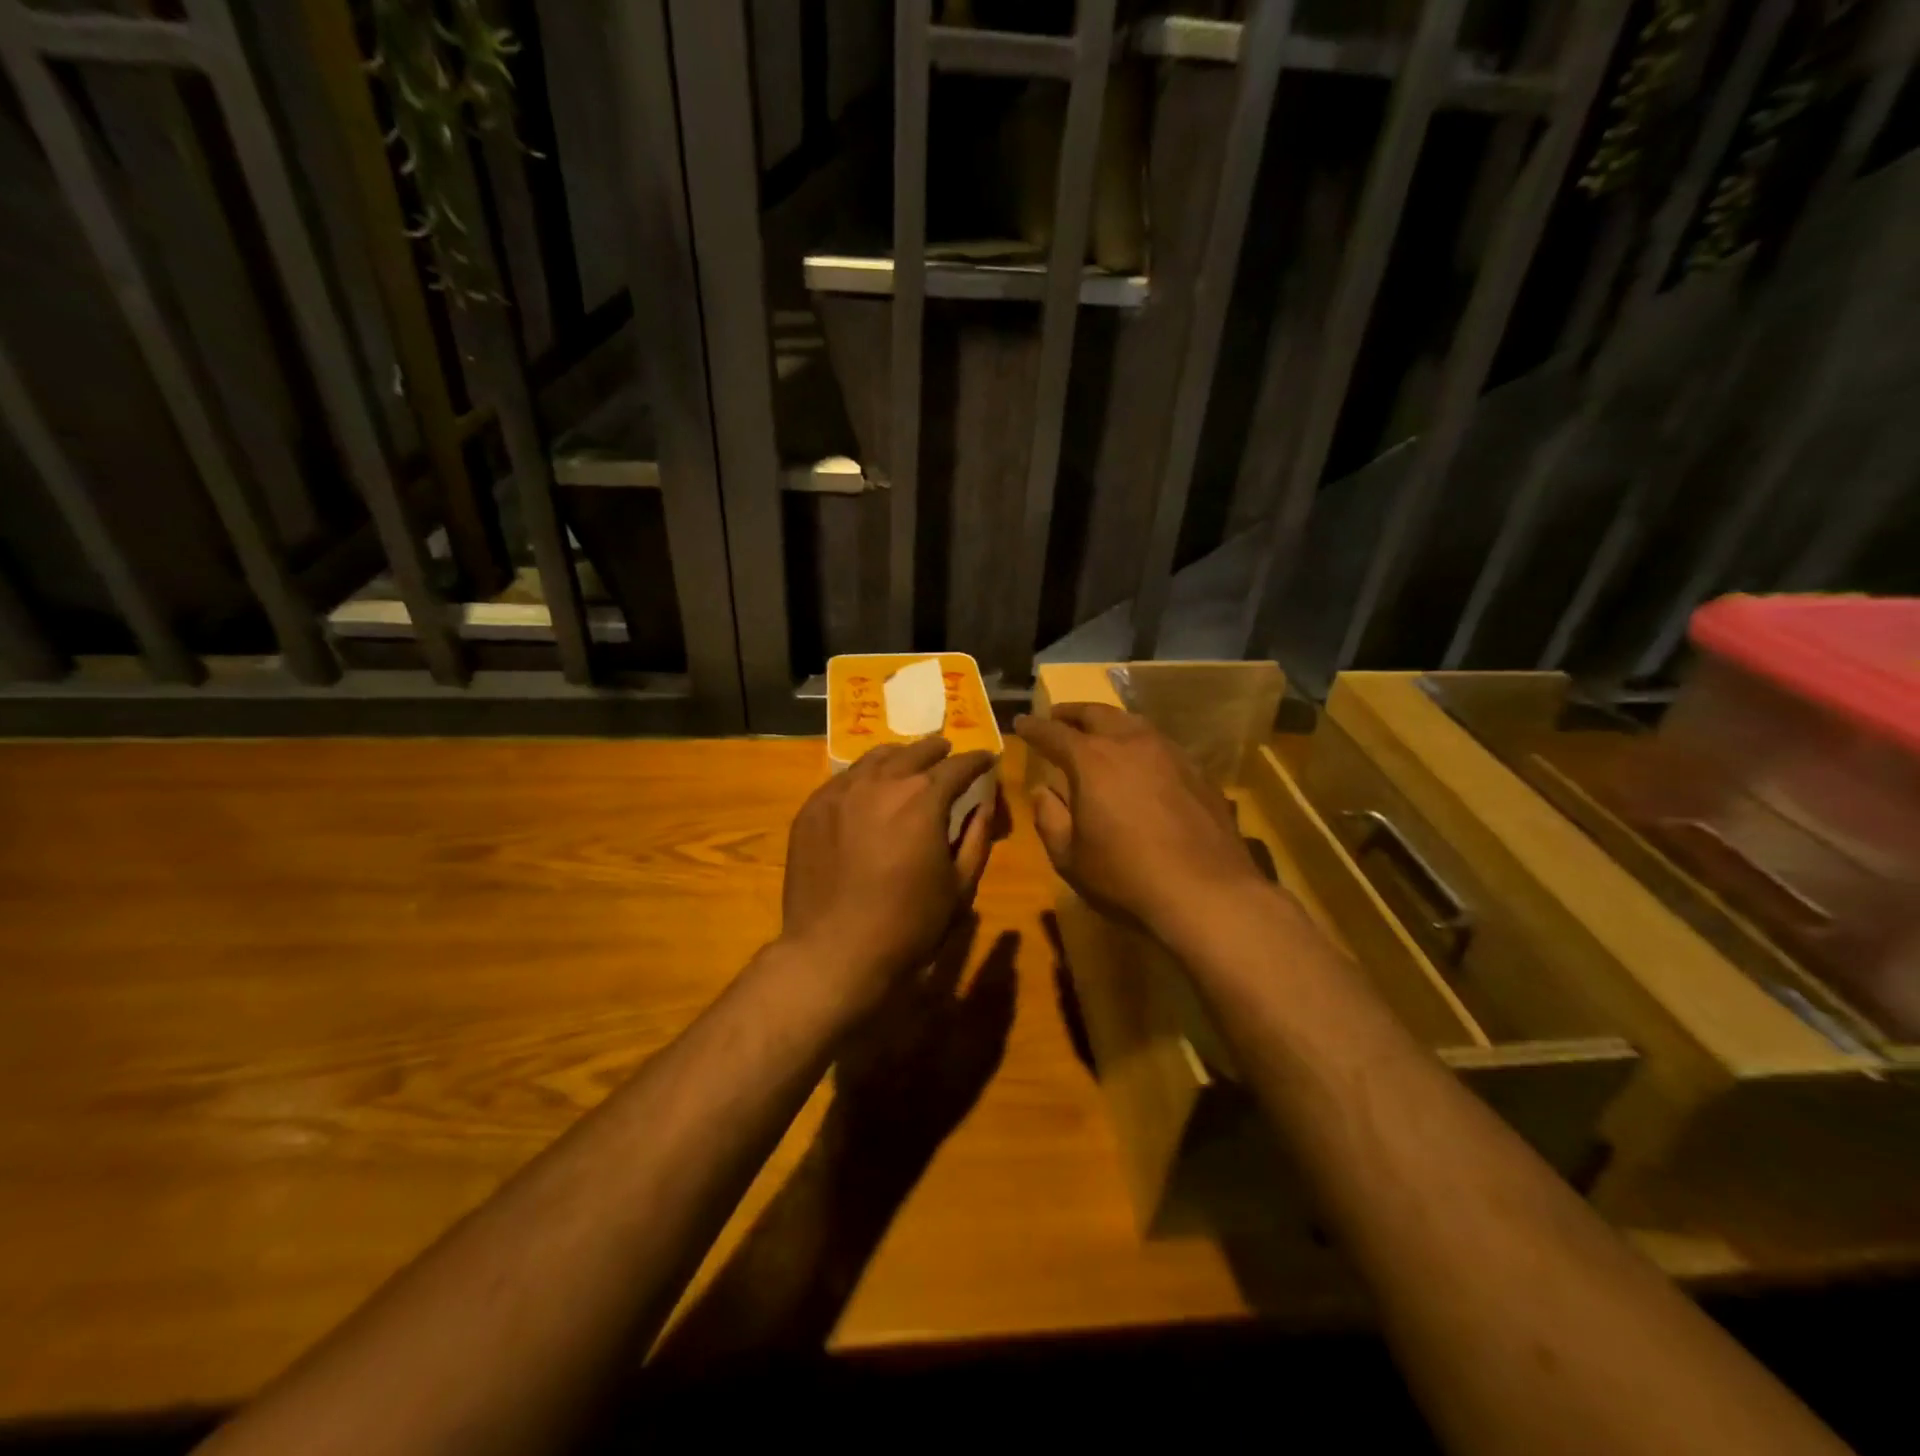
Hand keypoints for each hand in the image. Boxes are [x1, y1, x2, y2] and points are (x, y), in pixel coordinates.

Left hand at [781, 737, 997, 1009]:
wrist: (835, 952)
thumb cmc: (909, 925)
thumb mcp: (959, 887)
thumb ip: (976, 839)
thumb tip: (983, 807)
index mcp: (923, 799)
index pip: (957, 767)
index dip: (977, 760)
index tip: (988, 758)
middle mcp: (881, 783)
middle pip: (914, 753)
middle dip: (936, 750)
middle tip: (947, 750)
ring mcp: (840, 793)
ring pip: (874, 759)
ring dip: (898, 756)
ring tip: (907, 759)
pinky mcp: (811, 810)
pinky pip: (842, 779)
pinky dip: (863, 775)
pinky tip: (866, 785)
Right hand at [1015, 702, 1264, 942]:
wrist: (1207, 894)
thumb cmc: (1125, 877)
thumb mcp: (1069, 857)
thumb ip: (1049, 818)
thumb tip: (1044, 792)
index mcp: (1092, 760)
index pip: (1053, 733)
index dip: (1033, 727)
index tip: (1021, 722)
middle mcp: (1131, 744)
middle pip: (1096, 714)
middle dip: (1072, 713)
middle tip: (1058, 716)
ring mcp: (1171, 754)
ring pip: (1134, 723)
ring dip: (1110, 723)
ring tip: (1100, 732)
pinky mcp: (1199, 772)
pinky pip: (1161, 746)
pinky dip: (1141, 745)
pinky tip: (1142, 764)